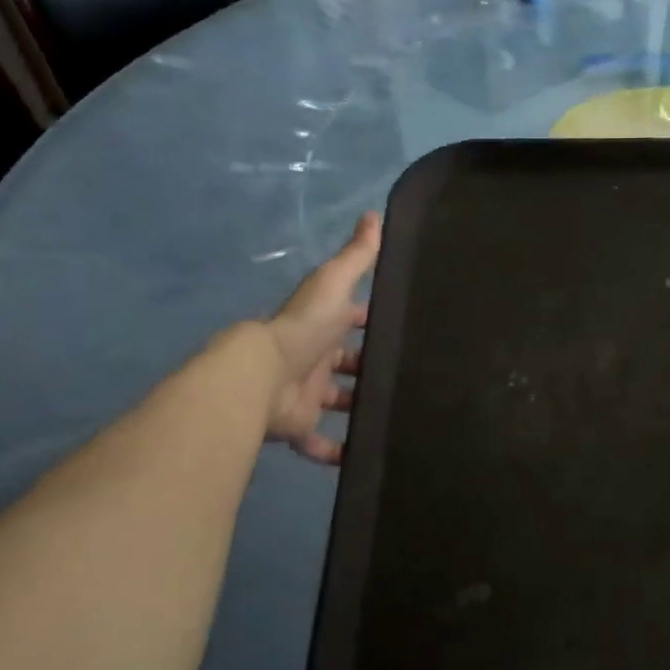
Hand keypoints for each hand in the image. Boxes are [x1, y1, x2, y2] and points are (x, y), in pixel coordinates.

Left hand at [261, 213, 380, 464]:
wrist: (262, 377)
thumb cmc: (304, 328)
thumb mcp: (334, 283)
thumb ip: (356, 256)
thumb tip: (374, 214)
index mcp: (323, 326)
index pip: (350, 319)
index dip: (370, 319)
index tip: (401, 324)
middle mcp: (314, 358)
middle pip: (345, 363)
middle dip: (369, 367)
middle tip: (407, 375)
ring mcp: (306, 394)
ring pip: (336, 401)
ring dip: (358, 406)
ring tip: (396, 413)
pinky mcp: (299, 426)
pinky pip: (318, 442)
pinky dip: (336, 451)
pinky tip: (363, 456)